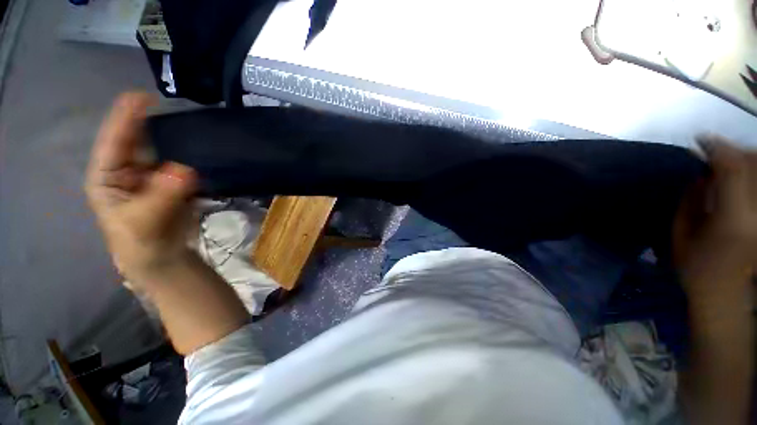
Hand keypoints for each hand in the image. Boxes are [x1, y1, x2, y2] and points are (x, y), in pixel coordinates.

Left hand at [85, 93, 197, 288]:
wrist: (163, 256)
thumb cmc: (141, 241)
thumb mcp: (146, 222)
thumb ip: (163, 196)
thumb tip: (185, 170)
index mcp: (107, 177)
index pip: (113, 142)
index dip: (125, 119)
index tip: (141, 96)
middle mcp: (125, 170)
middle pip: (136, 140)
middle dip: (147, 121)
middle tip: (166, 102)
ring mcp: (150, 175)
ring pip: (160, 150)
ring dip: (171, 136)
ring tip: (185, 118)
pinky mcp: (171, 182)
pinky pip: (179, 163)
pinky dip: (188, 153)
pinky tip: (197, 143)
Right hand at [673, 135, 756, 301]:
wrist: (725, 295)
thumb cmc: (696, 269)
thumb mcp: (681, 235)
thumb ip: (691, 201)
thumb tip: (701, 174)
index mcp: (733, 221)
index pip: (733, 170)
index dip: (717, 148)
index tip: (699, 140)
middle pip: (753, 165)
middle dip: (732, 150)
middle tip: (712, 151)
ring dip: (745, 158)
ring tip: (727, 161)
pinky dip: (752, 172)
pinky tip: (741, 174)